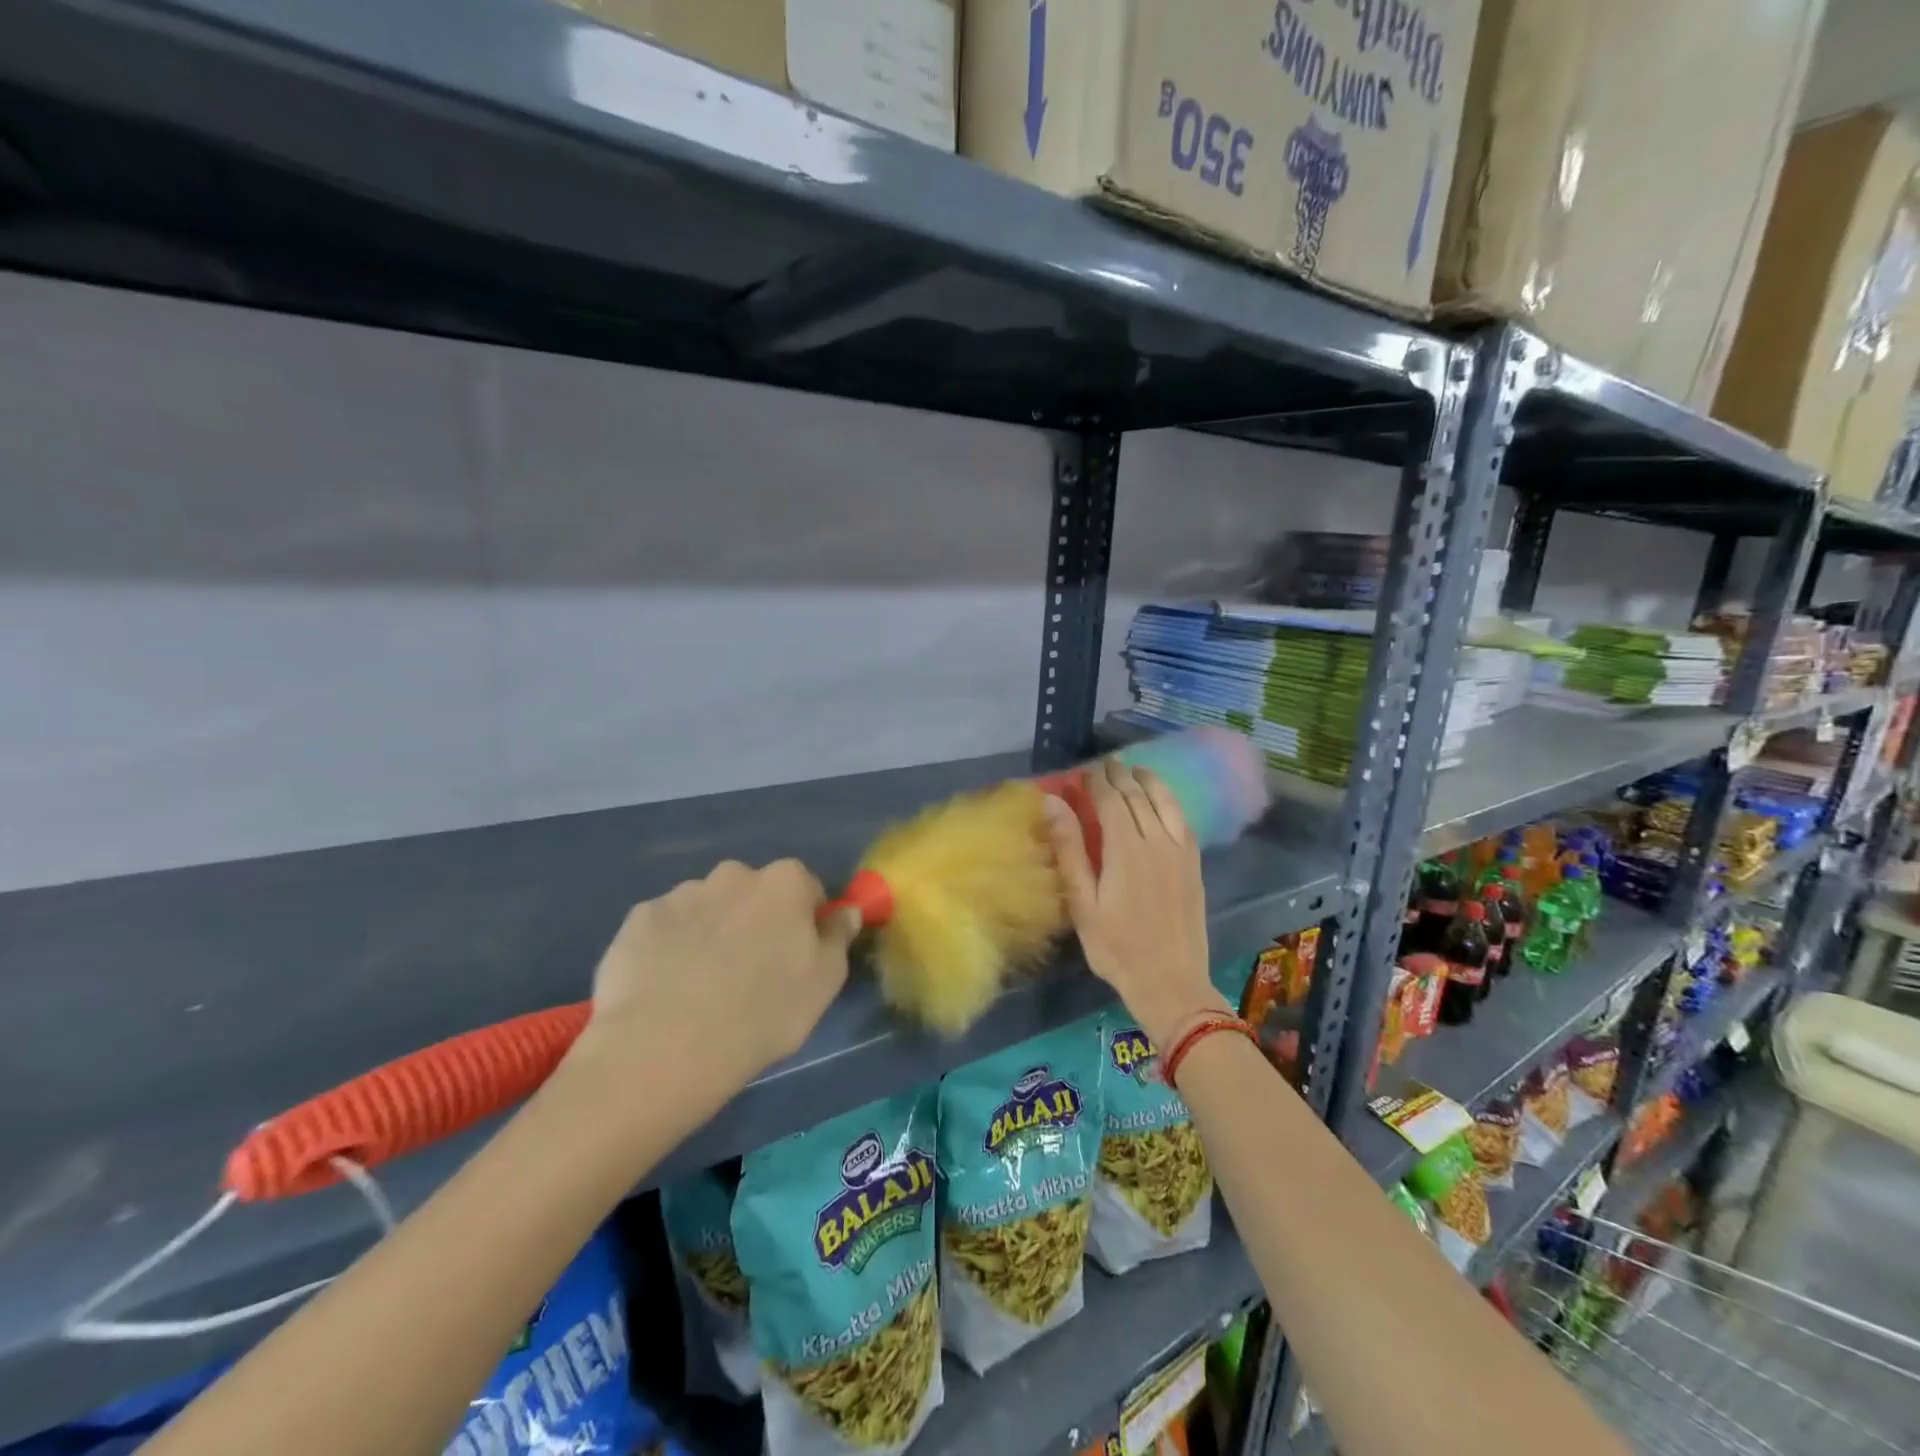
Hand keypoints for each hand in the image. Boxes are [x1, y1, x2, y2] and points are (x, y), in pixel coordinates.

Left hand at [574, 859, 859, 1093]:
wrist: (668, 1046)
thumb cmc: (764, 1012)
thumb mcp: (824, 982)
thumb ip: (838, 937)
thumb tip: (844, 911)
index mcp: (784, 882)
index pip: (806, 889)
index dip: (804, 922)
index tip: (796, 958)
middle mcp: (733, 874)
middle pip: (753, 893)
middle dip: (754, 921)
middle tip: (749, 973)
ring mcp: (680, 894)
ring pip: (706, 908)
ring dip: (711, 932)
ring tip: (700, 987)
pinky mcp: (638, 920)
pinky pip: (664, 928)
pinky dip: (669, 948)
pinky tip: (665, 988)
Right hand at [1044, 759, 1227, 1047]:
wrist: (1171, 982)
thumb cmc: (1116, 947)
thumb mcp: (1082, 902)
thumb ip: (1069, 848)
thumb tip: (1053, 802)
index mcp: (1126, 848)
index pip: (1110, 799)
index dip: (1096, 781)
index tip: (1082, 772)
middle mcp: (1157, 840)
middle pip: (1138, 795)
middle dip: (1120, 776)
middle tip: (1105, 765)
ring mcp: (1181, 852)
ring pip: (1165, 802)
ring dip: (1149, 782)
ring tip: (1135, 771)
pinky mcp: (1194, 865)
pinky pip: (1183, 820)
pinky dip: (1170, 802)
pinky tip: (1163, 802)